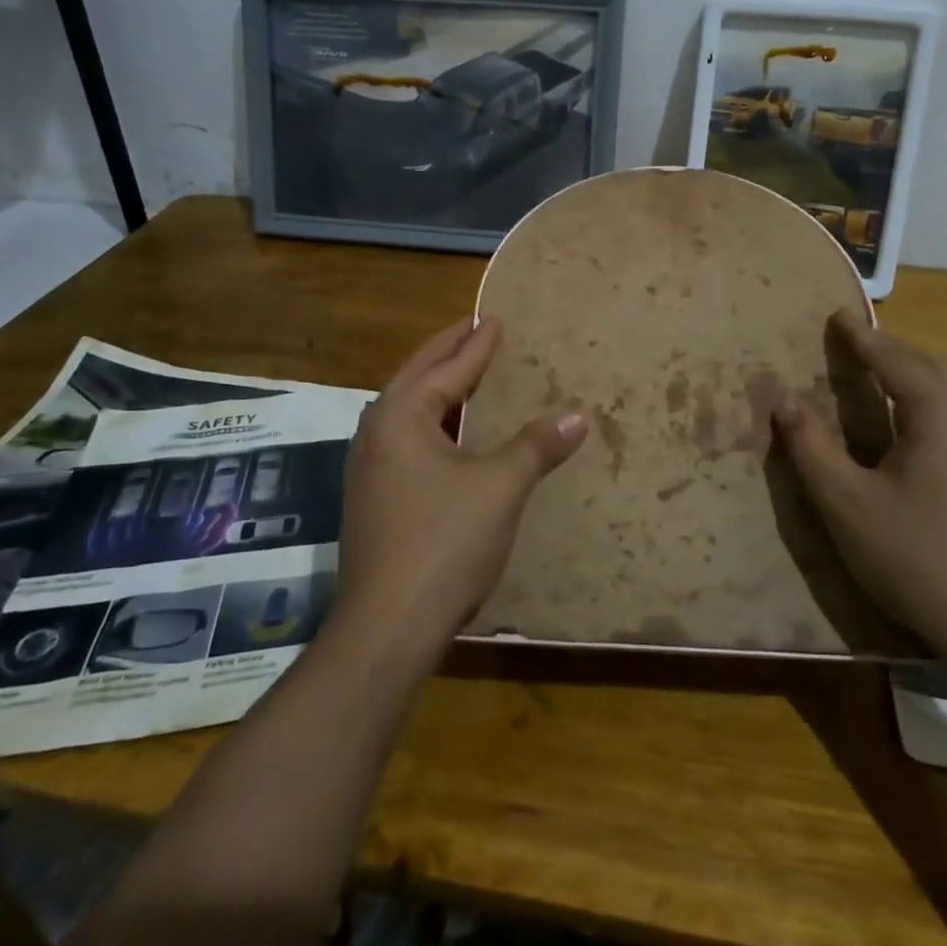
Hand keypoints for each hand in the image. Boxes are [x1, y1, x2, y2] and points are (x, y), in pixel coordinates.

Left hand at [334, 317, 587, 662]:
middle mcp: (376, 433)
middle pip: (417, 379)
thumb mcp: (500, 487)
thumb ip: (536, 446)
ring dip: (438, 390)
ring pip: (408, 412)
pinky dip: (433, 425)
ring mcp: (368, 468)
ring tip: (466, 375)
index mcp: (401, 416)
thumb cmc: (444, 542)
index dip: (476, 344)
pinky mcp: (372, 499)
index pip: (446, 368)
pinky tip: (451, 437)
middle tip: (475, 330)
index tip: (494, 320)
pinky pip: (406, 442)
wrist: (387, 625)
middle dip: (448, 354)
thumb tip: (577, 415)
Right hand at [771, 310, 946, 663]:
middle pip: (928, 365)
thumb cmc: (916, 556)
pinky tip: (911, 423)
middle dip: (889, 348)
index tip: (836, 315)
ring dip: (911, 373)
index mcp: (938, 412)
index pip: (892, 357)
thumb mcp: (846, 502)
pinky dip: (927, 399)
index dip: (860, 336)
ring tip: (878, 371)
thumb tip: (781, 399)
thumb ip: (811, 445)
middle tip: (853, 340)